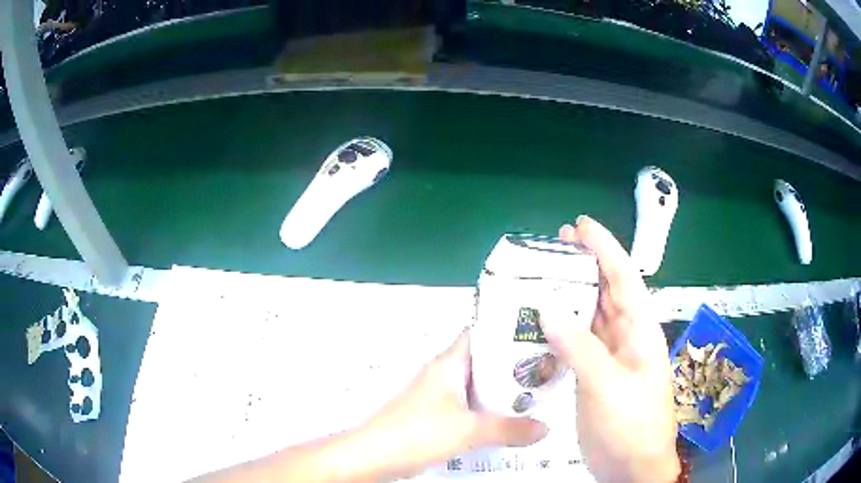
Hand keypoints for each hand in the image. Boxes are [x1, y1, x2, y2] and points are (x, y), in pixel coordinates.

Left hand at [359, 331, 547, 479]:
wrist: (373, 456)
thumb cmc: (417, 432)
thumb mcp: (469, 430)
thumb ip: (509, 429)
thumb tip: (545, 427)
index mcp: (449, 364)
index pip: (481, 334)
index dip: (508, 331)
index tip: (538, 336)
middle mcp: (443, 375)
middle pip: (484, 362)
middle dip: (513, 367)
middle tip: (546, 370)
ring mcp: (438, 397)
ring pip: (477, 387)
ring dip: (501, 393)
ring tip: (535, 396)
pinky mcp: (434, 417)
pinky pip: (468, 408)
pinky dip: (487, 412)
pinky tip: (507, 422)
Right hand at [541, 216, 678, 482]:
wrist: (631, 465)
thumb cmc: (632, 424)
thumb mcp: (609, 386)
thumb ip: (581, 349)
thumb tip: (547, 309)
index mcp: (639, 331)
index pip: (624, 278)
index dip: (604, 248)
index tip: (581, 225)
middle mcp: (625, 337)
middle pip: (606, 291)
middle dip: (585, 263)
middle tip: (555, 244)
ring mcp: (609, 357)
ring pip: (590, 316)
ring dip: (571, 294)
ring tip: (543, 275)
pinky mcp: (593, 375)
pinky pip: (576, 342)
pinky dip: (560, 328)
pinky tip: (540, 322)